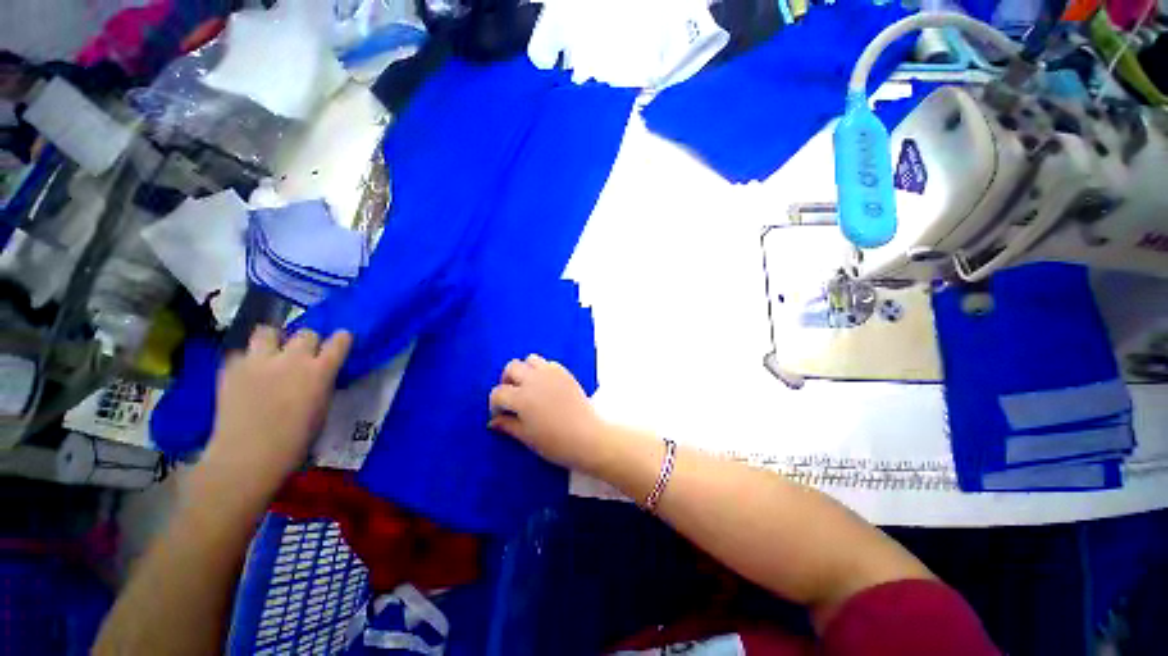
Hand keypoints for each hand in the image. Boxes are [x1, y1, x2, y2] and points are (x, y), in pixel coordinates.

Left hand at [201, 327, 351, 495]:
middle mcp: (292, 359)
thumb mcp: (322, 408)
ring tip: (269, 354)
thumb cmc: (296, 441)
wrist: (248, 457)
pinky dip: (246, 360)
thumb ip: (322, 384)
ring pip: (267, 331)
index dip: (341, 340)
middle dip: (307, 342)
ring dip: (272, 341)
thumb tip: (321, 374)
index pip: (340, 340)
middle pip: (305, 333)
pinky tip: (246, 374)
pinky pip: (241, 353)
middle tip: (302, 356)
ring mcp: (259, 360)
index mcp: (321, 370)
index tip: (339, 343)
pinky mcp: (231, 368)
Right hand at [488, 354, 609, 474]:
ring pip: (530, 359)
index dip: (495, 405)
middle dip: (507, 381)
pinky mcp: (565, 372)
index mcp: (521, 397)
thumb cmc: (555, 442)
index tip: (499, 415)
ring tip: (529, 387)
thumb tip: (493, 422)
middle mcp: (534, 379)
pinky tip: (546, 386)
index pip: (498, 392)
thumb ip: (508, 425)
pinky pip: (548, 363)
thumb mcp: (527, 437)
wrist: (588, 436)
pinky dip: (542, 370)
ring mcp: (551, 373)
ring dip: (525, 371)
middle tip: (512, 397)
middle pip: (511, 367)